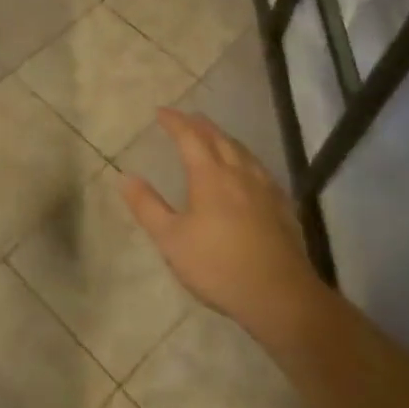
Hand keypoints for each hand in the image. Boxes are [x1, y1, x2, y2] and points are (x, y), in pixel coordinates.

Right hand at [120, 109, 315, 331]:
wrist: (279, 295)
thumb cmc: (217, 266)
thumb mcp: (171, 239)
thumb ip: (147, 206)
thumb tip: (125, 177)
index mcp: (210, 176)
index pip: (190, 137)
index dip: (174, 122)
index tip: (160, 112)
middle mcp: (239, 173)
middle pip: (219, 138)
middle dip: (200, 125)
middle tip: (186, 118)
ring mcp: (265, 189)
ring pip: (243, 151)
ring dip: (224, 138)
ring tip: (215, 137)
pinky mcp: (282, 206)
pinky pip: (260, 169)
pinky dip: (245, 159)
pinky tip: (248, 172)